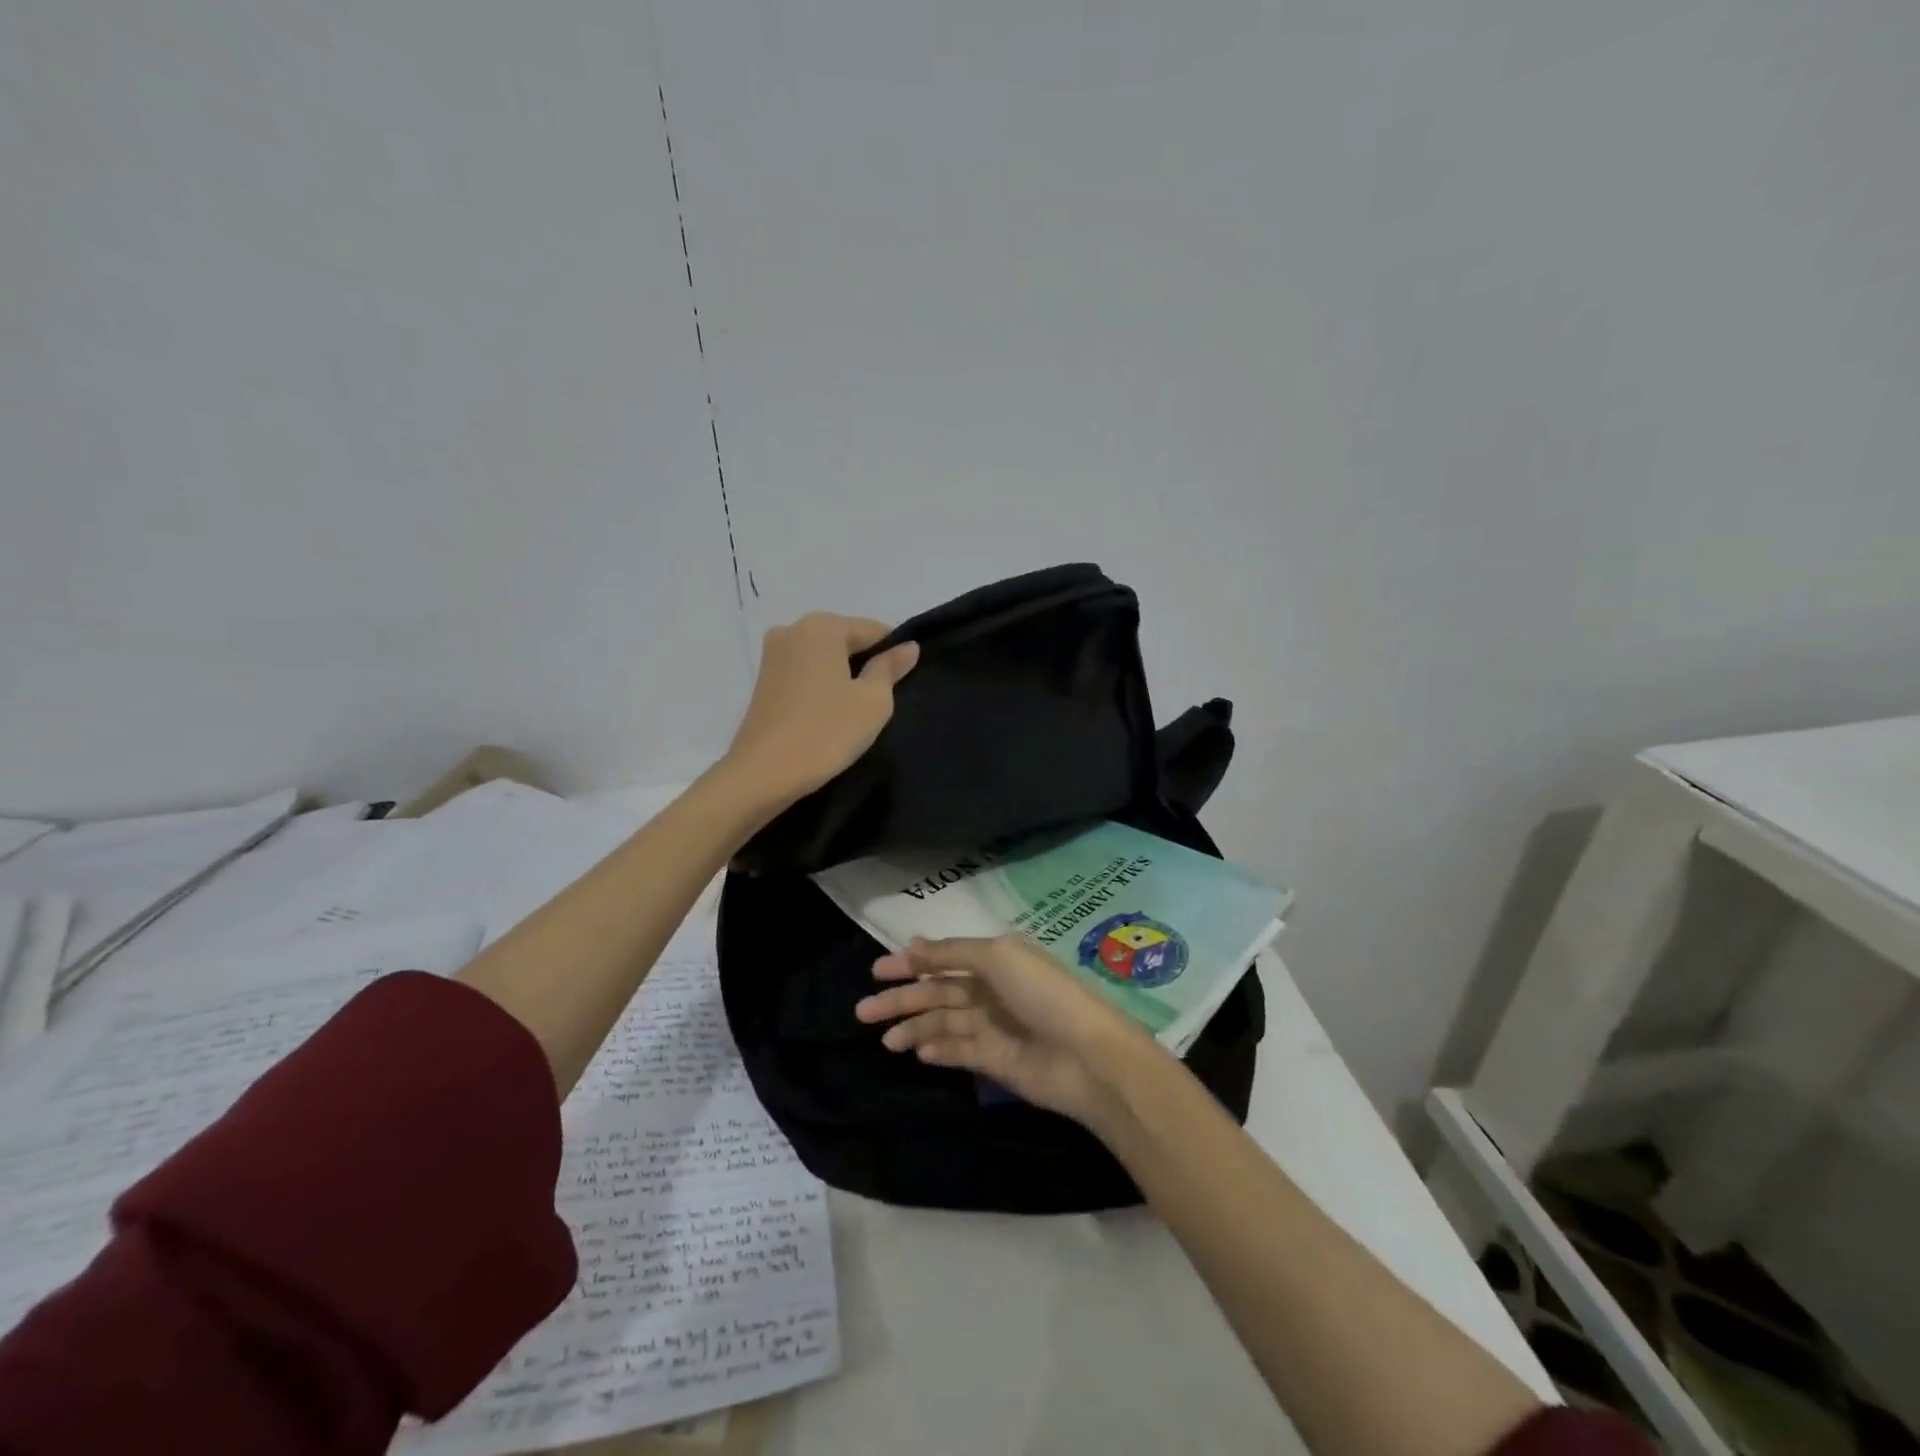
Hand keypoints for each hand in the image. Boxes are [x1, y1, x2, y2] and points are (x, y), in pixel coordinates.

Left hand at [723, 612, 918, 805]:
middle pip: (845, 640)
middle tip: (879, 703)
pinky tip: (829, 715)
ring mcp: (772, 655)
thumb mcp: (873, 701)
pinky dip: (821, 687)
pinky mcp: (762, 681)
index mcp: (822, 626)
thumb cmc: (826, 732)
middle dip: (865, 664)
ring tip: (854, 712)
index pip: (874, 630)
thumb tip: (908, 646)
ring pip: (824, 658)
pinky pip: (804, 674)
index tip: (902, 685)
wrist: (762, 774)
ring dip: (842, 677)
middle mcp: (793, 629)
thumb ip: (890, 668)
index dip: (893, 655)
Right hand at [854, 935, 1160, 1128]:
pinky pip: (958, 1050)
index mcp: (996, 959)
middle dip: (902, 1000)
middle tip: (862, 1011)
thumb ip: (952, 953)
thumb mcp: (998, 958)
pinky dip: (937, 1049)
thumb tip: (912, 943)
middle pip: (937, 992)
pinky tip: (916, 1052)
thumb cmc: (1043, 995)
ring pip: (943, 1022)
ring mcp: (993, 1026)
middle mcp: (992, 989)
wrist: (1087, 1058)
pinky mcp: (995, 1061)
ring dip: (914, 1027)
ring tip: (886, 1039)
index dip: (910, 963)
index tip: (876, 972)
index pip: (944, 958)